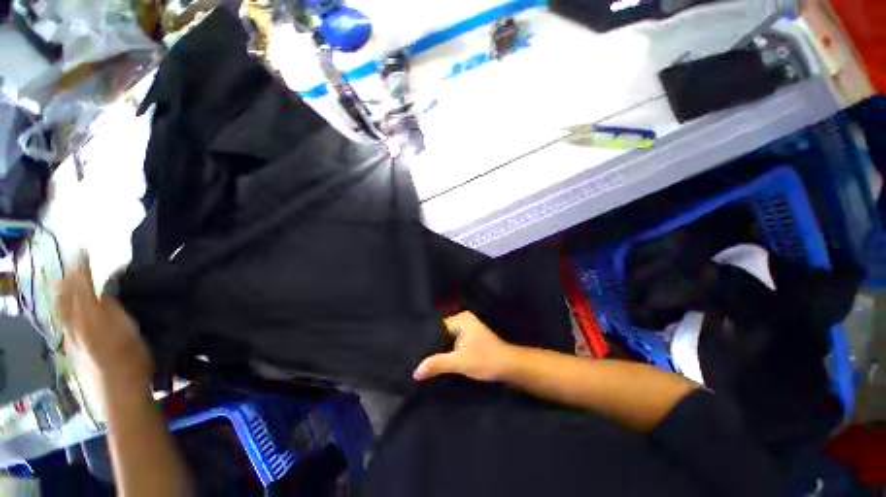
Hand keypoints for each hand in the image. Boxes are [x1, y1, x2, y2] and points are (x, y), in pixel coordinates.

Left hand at [57, 257, 153, 394]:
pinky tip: (67, 310)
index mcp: (89, 317)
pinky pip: (63, 322)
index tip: (83, 251)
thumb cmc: (131, 358)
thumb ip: (113, 309)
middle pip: (65, 296)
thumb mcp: (129, 329)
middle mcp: (73, 324)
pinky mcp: (71, 350)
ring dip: (62, 292)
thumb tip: (104, 294)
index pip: (81, 286)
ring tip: (64, 281)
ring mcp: (70, 338)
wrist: (119, 391)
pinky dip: (64, 309)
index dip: (82, 268)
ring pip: (61, 309)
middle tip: (72, 264)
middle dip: (67, 278)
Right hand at [413, 312, 515, 381]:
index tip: (413, 349)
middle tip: (416, 357)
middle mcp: (463, 320)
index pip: (436, 326)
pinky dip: (448, 352)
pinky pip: (454, 343)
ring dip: (440, 350)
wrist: (509, 367)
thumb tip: (415, 371)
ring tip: (423, 359)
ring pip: (447, 339)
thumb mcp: (459, 362)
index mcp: (461, 319)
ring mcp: (468, 329)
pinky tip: (438, 361)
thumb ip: (437, 364)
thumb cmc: (485, 360)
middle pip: (441, 332)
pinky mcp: (471, 339)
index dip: (426, 338)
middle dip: (432, 345)